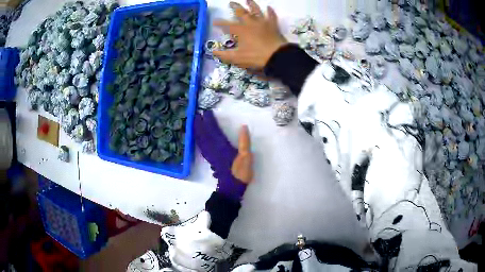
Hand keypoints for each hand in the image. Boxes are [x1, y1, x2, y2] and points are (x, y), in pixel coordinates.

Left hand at [195, 110, 253, 199]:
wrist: (232, 187)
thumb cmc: (240, 172)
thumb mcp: (246, 156)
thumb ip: (244, 142)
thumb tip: (243, 127)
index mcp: (223, 146)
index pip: (214, 130)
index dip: (210, 121)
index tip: (206, 112)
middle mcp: (214, 149)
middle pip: (205, 134)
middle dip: (200, 124)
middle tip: (196, 114)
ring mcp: (211, 155)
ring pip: (201, 140)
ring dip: (197, 131)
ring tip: (195, 123)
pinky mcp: (211, 160)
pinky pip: (202, 147)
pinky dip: (199, 141)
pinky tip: (198, 139)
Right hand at [213, 0, 287, 69]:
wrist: (277, 56)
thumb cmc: (256, 57)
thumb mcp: (238, 58)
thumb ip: (225, 55)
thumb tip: (213, 52)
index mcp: (241, 30)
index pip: (228, 25)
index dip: (220, 23)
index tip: (214, 21)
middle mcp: (251, 23)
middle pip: (241, 13)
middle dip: (235, 8)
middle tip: (231, 3)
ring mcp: (263, 23)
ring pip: (256, 11)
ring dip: (252, 5)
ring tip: (248, 0)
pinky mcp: (273, 26)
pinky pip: (272, 16)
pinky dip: (270, 11)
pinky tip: (269, 7)